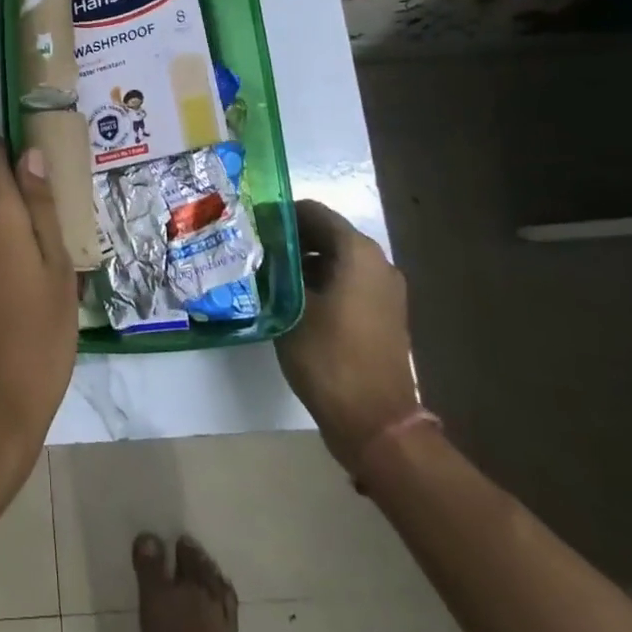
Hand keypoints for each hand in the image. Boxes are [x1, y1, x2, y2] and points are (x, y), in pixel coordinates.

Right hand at [275, 200, 422, 470]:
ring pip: (333, 259)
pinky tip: (288, 298)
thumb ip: (276, 268)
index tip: (248, 226)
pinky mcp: (381, 313)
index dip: (277, 214)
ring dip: (300, 261)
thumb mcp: (289, 306)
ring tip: (263, 273)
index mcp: (358, 252)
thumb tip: (258, 246)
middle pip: (325, 233)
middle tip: (250, 249)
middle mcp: (377, 262)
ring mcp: (383, 289)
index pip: (312, 211)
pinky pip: (344, 281)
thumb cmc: (329, 356)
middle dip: (287, 238)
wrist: (374, 420)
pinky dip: (317, 281)